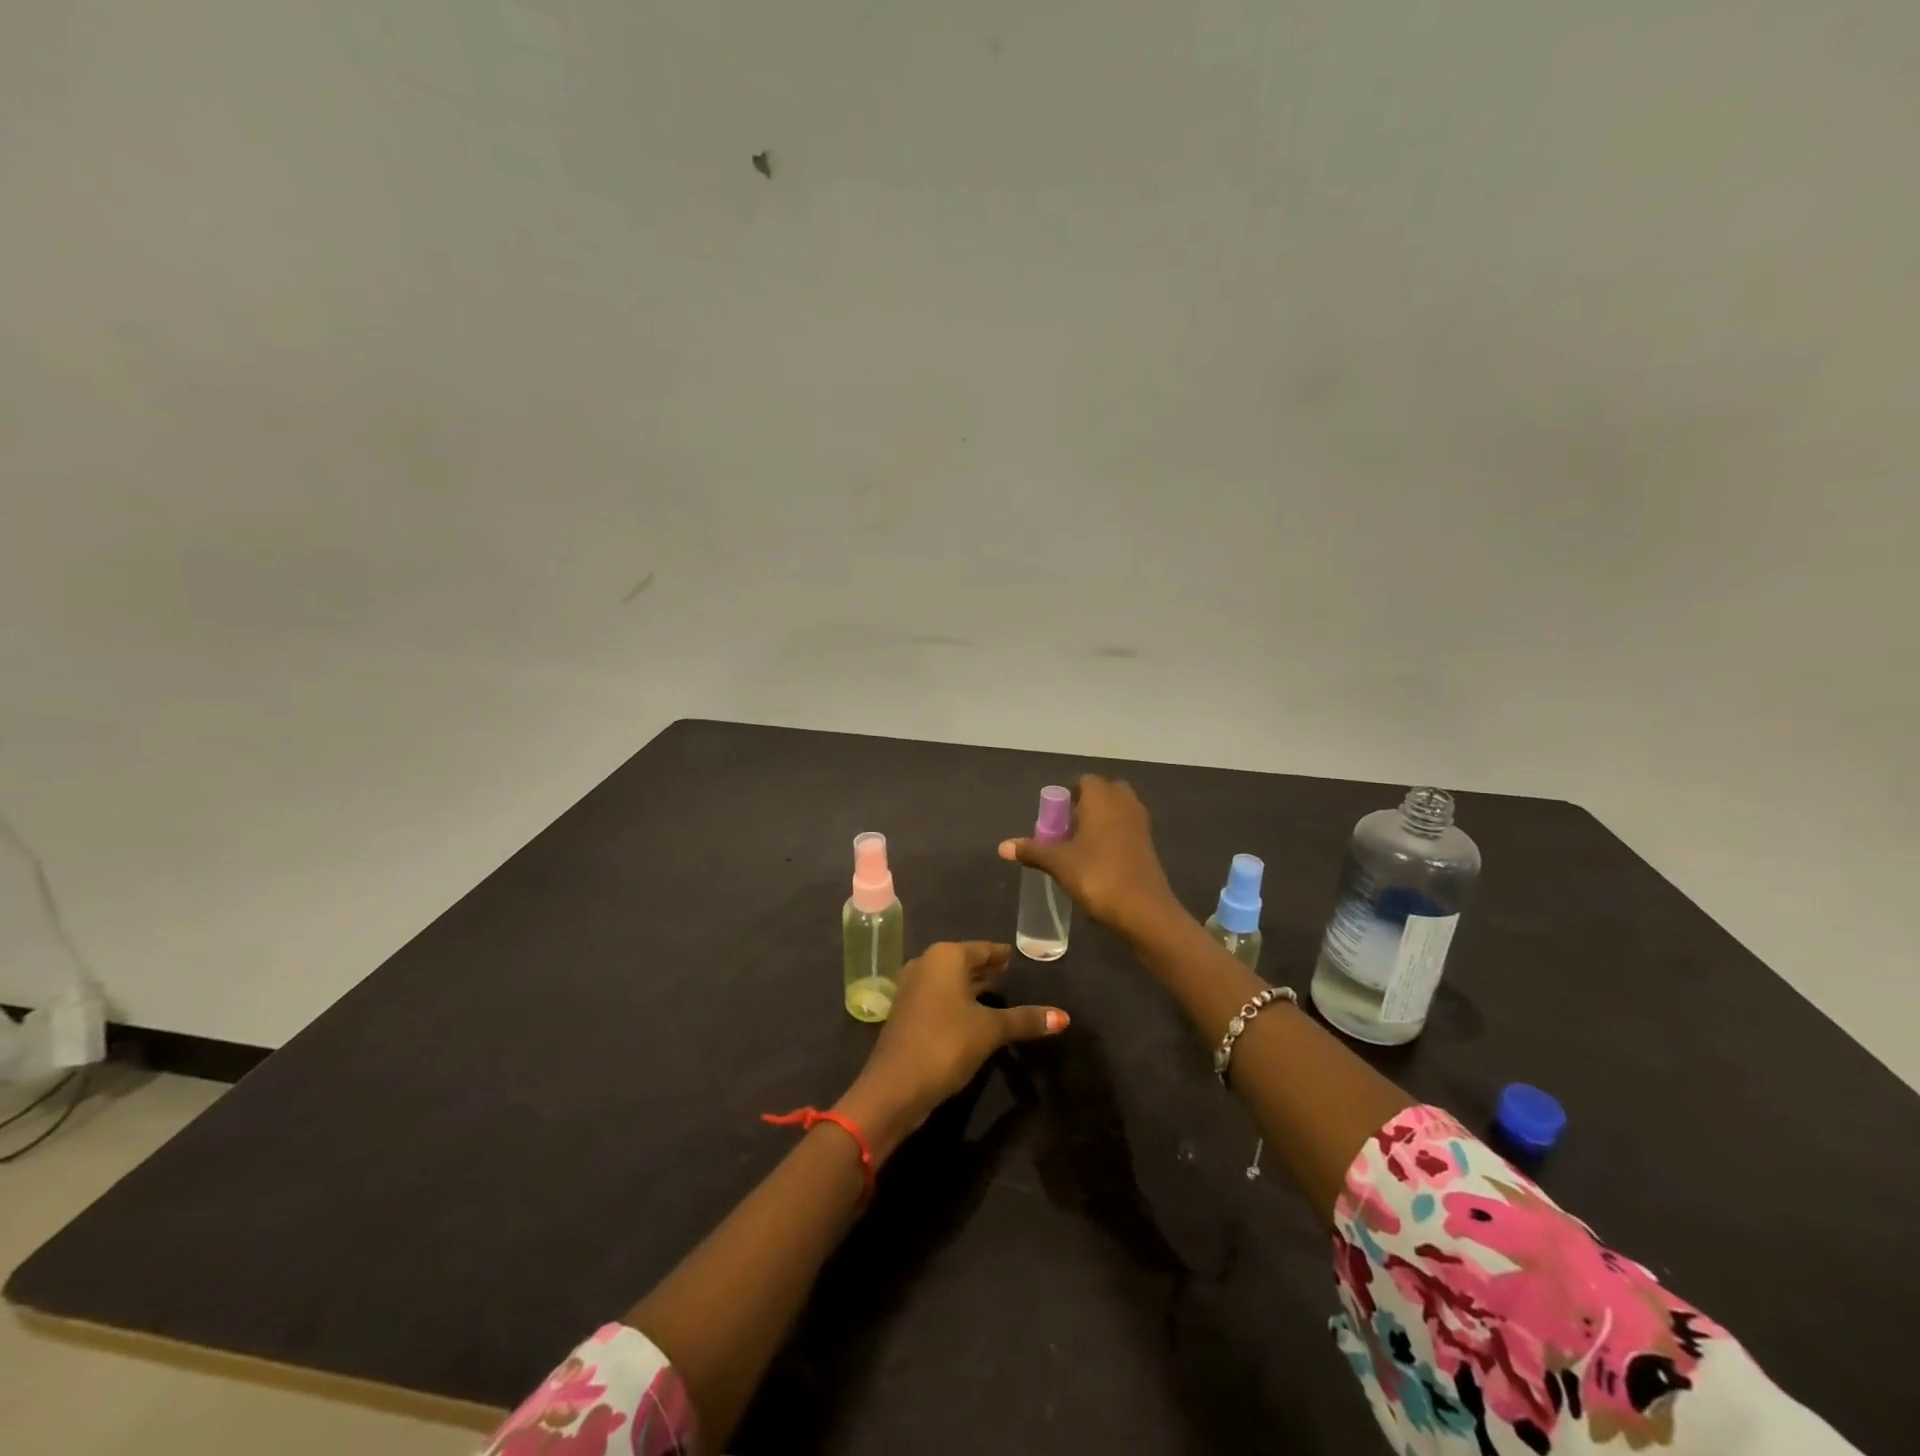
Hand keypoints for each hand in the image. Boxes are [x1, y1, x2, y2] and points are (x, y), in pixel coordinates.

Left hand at [835, 941, 1066, 1160]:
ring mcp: (913, 987)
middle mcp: (926, 963)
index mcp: (945, 956)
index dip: (1004, 955)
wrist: (895, 1086)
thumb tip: (1064, 1017)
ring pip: (952, 981)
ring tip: (1004, 995)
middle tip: (1018, 977)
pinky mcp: (908, 1011)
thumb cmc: (946, 1044)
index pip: (984, 949)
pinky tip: (977, 1016)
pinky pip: (941, 997)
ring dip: (974, 987)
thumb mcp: (990, 1030)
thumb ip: (1025, 1019)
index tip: (1023, 959)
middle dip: (990, 971)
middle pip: (966, 962)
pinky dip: (960, 1001)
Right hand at [998, 774, 1180, 940]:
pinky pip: (1126, 829)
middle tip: (1067, 827)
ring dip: (1101, 820)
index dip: (1067, 794)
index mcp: (1102, 798)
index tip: (1053, 815)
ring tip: (1079, 845)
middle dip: (1086, 805)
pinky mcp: (1149, 845)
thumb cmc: (1097, 875)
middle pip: (1104, 793)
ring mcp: (1140, 824)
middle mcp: (1124, 803)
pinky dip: (1113, 836)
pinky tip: (1098, 860)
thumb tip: (1002, 846)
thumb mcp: (1058, 863)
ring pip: (1118, 811)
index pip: (1084, 781)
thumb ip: (1032, 850)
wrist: (1144, 910)